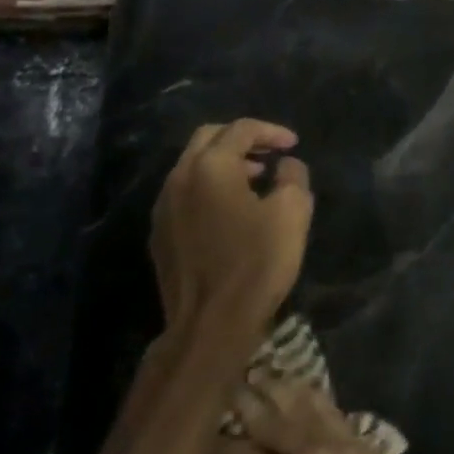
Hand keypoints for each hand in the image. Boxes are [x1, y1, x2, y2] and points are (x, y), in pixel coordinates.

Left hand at [151, 120, 312, 361]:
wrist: (210, 324)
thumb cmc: (257, 262)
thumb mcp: (292, 213)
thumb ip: (293, 177)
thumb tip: (286, 165)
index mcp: (210, 167)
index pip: (241, 129)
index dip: (271, 131)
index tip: (293, 145)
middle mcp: (178, 178)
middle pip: (208, 139)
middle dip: (242, 140)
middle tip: (270, 154)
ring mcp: (163, 208)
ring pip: (193, 167)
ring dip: (225, 165)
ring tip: (256, 180)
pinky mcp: (160, 235)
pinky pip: (185, 194)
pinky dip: (210, 189)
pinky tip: (232, 212)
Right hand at [219, 374, 423, 453]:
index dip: (218, 444)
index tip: (201, 433)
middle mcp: (306, 453)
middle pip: (271, 418)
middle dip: (246, 399)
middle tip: (228, 380)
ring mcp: (337, 443)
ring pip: (305, 405)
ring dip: (282, 387)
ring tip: (264, 371)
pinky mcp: (360, 443)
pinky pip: (334, 412)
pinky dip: (316, 398)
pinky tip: (306, 388)